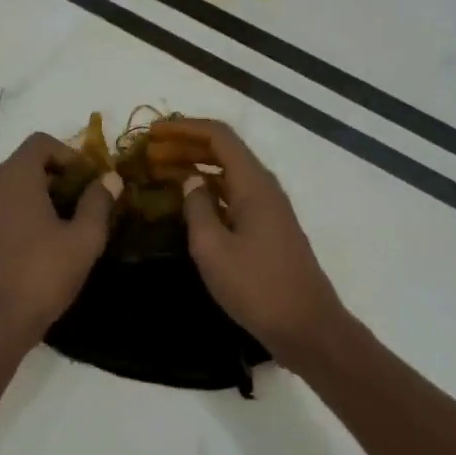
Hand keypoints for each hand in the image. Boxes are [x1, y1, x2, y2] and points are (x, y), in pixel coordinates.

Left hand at [0, 132, 116, 360]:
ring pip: (13, 191)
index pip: (40, 143)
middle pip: (26, 165)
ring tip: (67, 228)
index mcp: (15, 179)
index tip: (90, 180)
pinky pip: (2, 214)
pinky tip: (41, 249)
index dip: (70, 154)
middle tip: (85, 204)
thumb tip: (110, 178)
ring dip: (40, 199)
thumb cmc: (41, 276)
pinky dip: (22, 218)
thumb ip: (98, 203)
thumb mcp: (83, 240)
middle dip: (58, 177)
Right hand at [147, 119, 347, 363]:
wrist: (306, 326)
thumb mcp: (212, 249)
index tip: (152, 133)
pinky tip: (188, 203)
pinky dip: (208, 192)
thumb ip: (196, 208)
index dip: (184, 128)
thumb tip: (190, 182)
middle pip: (224, 152)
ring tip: (161, 173)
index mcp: (253, 184)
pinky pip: (234, 196)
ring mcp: (269, 210)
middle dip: (186, 146)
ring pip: (229, 175)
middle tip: (150, 154)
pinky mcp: (268, 230)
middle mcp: (264, 188)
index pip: (218, 136)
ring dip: (196, 168)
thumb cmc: (256, 286)